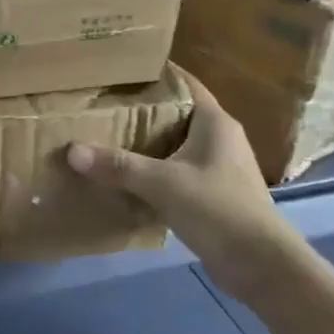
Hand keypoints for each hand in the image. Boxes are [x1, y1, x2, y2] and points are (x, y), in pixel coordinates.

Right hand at [66, 68, 296, 285]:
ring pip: (177, 144)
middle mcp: (220, 138)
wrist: (261, 266)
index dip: (156, 73)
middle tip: (104, 103)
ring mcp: (220, 168)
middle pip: (177, 113)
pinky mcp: (215, 194)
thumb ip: (118, 166)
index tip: (121, 68)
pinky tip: (128, 178)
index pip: (184, 83)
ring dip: (148, 143)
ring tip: (108, 137)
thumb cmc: (218, 209)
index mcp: (215, 122)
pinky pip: (179, 171)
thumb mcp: (163, 184)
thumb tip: (72, 151)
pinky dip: (156, 171)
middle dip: (143, 109)